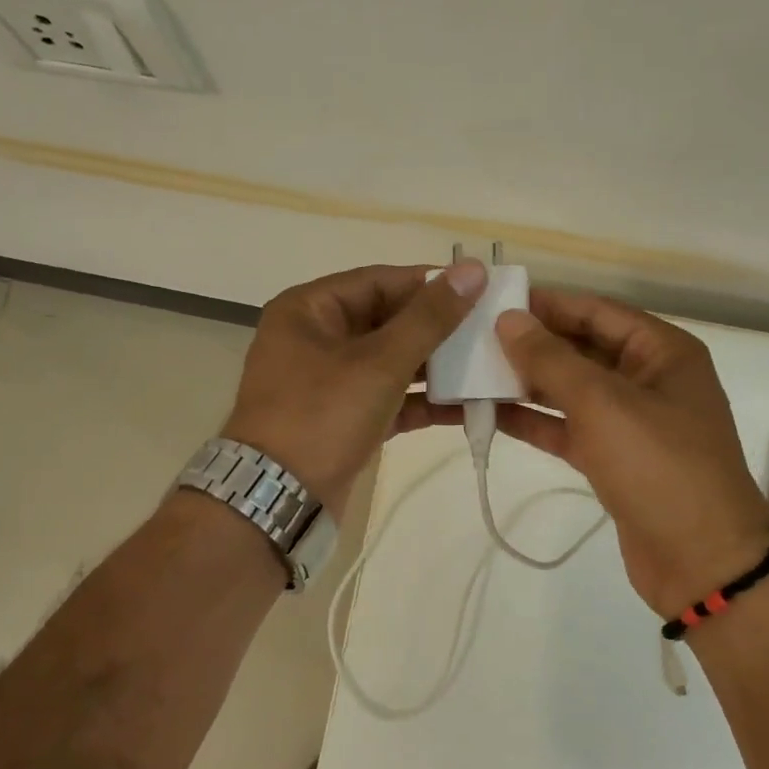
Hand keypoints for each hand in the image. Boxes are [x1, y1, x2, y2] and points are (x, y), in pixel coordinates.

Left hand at [222, 261, 487, 518]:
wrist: (277, 500)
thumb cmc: (322, 416)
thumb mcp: (380, 362)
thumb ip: (429, 317)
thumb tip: (473, 269)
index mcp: (309, 309)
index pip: (379, 281)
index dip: (430, 283)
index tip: (480, 288)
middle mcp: (315, 338)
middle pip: (386, 320)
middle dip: (437, 327)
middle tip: (490, 328)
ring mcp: (328, 381)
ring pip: (390, 360)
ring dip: (435, 365)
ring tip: (487, 364)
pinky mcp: (342, 418)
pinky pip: (388, 396)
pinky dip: (421, 400)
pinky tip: (467, 405)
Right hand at [492, 289, 768, 618]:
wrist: (702, 563)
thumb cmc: (659, 467)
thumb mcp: (602, 403)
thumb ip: (551, 360)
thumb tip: (509, 319)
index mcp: (662, 352)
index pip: (596, 311)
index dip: (547, 304)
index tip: (494, 301)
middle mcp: (648, 379)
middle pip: (582, 349)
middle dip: (532, 345)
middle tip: (473, 338)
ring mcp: (631, 422)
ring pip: (571, 391)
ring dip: (526, 384)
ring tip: (472, 373)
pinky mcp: (614, 460)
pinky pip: (569, 428)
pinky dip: (535, 422)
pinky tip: (490, 414)